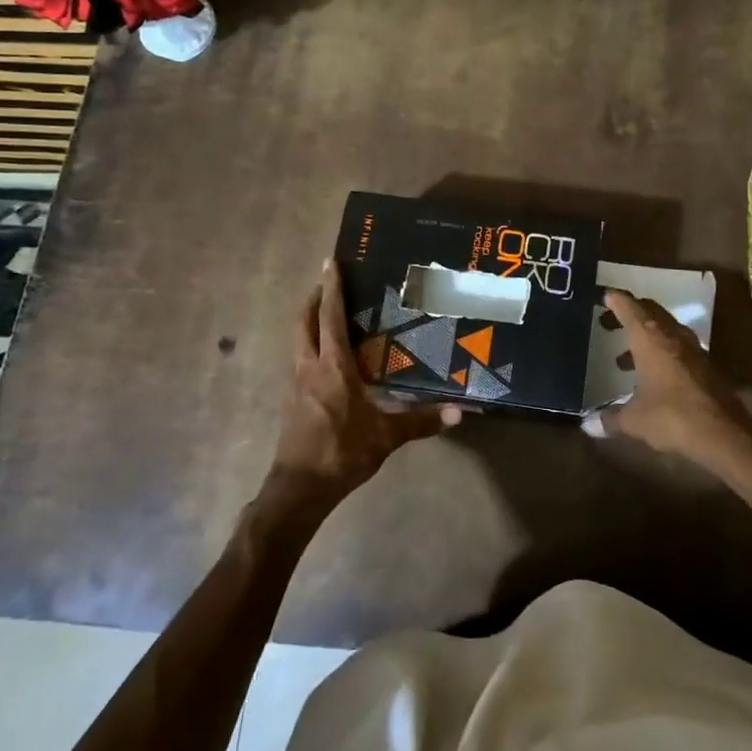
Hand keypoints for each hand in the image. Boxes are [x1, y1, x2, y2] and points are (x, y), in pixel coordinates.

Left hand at [264, 260, 459, 516]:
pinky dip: (310, 343)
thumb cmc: (341, 452)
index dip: (331, 288)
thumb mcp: (386, 436)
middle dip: (313, 297)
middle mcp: (308, 367)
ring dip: (309, 320)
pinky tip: (326, 355)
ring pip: (298, 339)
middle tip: (328, 281)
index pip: (330, 317)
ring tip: (328, 311)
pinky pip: (300, 358)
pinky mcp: (292, 399)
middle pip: (303, 321)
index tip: (331, 262)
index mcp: (331, 367)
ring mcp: (296, 383)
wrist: (299, 488)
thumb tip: (459, 412)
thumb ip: (421, 421)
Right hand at [591, 291, 751, 510]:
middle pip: (649, 312)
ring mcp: (693, 350)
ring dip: (645, 337)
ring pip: (665, 331)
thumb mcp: (634, 420)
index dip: (615, 299)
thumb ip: (610, 419)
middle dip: (629, 314)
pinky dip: (660, 354)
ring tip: (624, 359)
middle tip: (608, 322)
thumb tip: (587, 425)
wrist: (724, 434)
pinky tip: (651, 377)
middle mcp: (672, 336)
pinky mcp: (706, 367)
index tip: (603, 296)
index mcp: (650, 338)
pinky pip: (677, 349)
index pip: (629, 307)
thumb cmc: (671, 416)